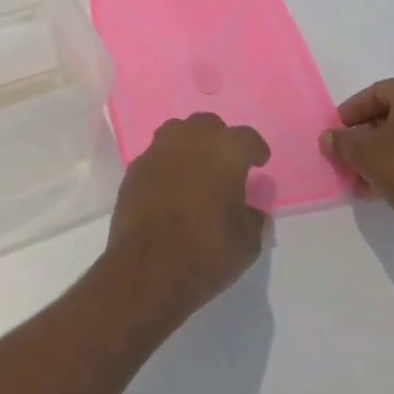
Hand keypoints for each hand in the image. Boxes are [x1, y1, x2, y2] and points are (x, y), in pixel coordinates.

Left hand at [97, 113, 270, 333]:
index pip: (246, 137)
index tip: (259, 162)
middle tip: (227, 161)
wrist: (148, 268)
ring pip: (176, 131)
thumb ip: (252, 217)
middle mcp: (188, 141)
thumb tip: (249, 208)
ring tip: (198, 166)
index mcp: (223, 152)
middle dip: (220, 138)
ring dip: (190, 143)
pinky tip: (172, 184)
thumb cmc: (207, 252)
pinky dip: (167, 162)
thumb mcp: (248, 242)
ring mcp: (156, 152)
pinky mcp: (134, 169)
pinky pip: (156, 154)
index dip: (255, 149)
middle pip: (207, 124)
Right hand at [320, 77, 393, 273]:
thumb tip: (329, 138)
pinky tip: (390, 187)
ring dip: (386, 154)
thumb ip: (341, 141)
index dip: (351, 112)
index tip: (336, 134)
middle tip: (349, 156)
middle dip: (368, 137)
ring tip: (364, 179)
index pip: (377, 92)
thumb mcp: (363, 154)